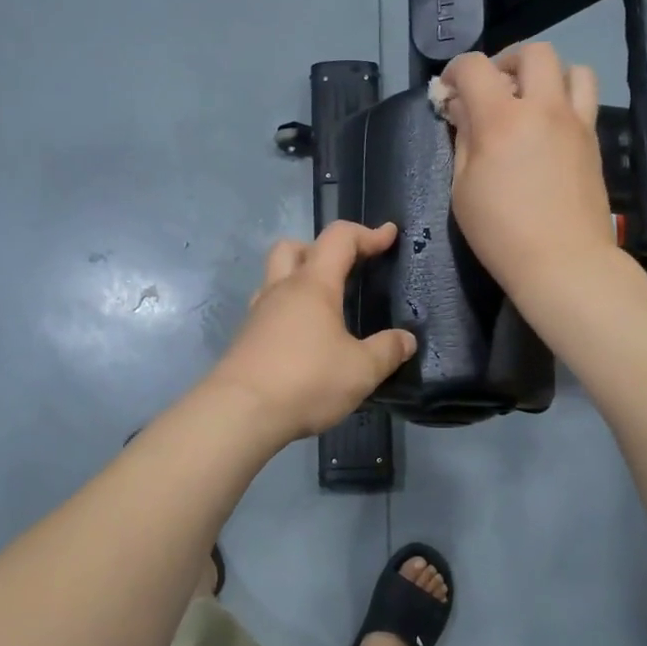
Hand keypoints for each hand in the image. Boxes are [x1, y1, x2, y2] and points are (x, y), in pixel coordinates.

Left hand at [204, 221, 417, 443]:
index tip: (389, 236)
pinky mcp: (245, 340)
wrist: (240, 413)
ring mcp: (257, 314)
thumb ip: (387, 351)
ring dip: (299, 282)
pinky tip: (304, 341)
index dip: (367, 233)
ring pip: (275, 279)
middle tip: (343, 270)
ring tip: (325, 310)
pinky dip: (288, 314)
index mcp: (312, 285)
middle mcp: (281, 291)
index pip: (339, 239)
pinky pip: (268, 312)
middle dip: (320, 249)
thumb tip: (406, 340)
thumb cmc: (306, 381)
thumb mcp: (361, 370)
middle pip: (292, 248)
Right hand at [437, 43, 617, 300]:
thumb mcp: (463, 189)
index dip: (454, 71)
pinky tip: (549, 128)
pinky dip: (566, 98)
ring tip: (530, 101)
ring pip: (572, 68)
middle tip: (493, 88)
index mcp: (502, 119)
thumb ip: (464, 140)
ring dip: (547, 75)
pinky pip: (585, 99)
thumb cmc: (501, 233)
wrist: (564, 262)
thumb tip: (463, 109)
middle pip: (533, 52)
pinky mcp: (594, 141)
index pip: (474, 68)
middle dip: (506, 61)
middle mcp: (544, 108)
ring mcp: (576, 122)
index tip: (448, 91)